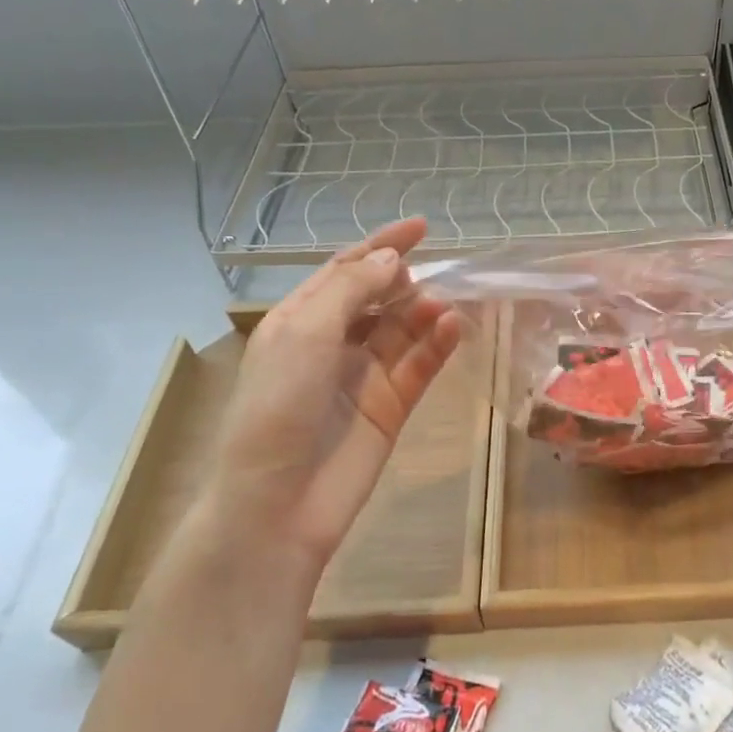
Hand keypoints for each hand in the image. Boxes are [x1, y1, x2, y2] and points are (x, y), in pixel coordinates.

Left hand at [204, 217, 460, 570]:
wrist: (278, 504)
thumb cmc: (278, 408)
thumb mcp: (306, 334)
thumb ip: (352, 289)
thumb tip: (393, 259)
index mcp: (299, 321)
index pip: (344, 270)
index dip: (381, 246)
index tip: (422, 227)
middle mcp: (332, 343)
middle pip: (379, 298)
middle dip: (406, 282)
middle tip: (434, 277)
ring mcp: (364, 376)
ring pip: (404, 330)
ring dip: (425, 312)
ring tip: (445, 305)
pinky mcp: (391, 406)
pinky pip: (420, 365)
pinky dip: (437, 344)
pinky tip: (454, 328)